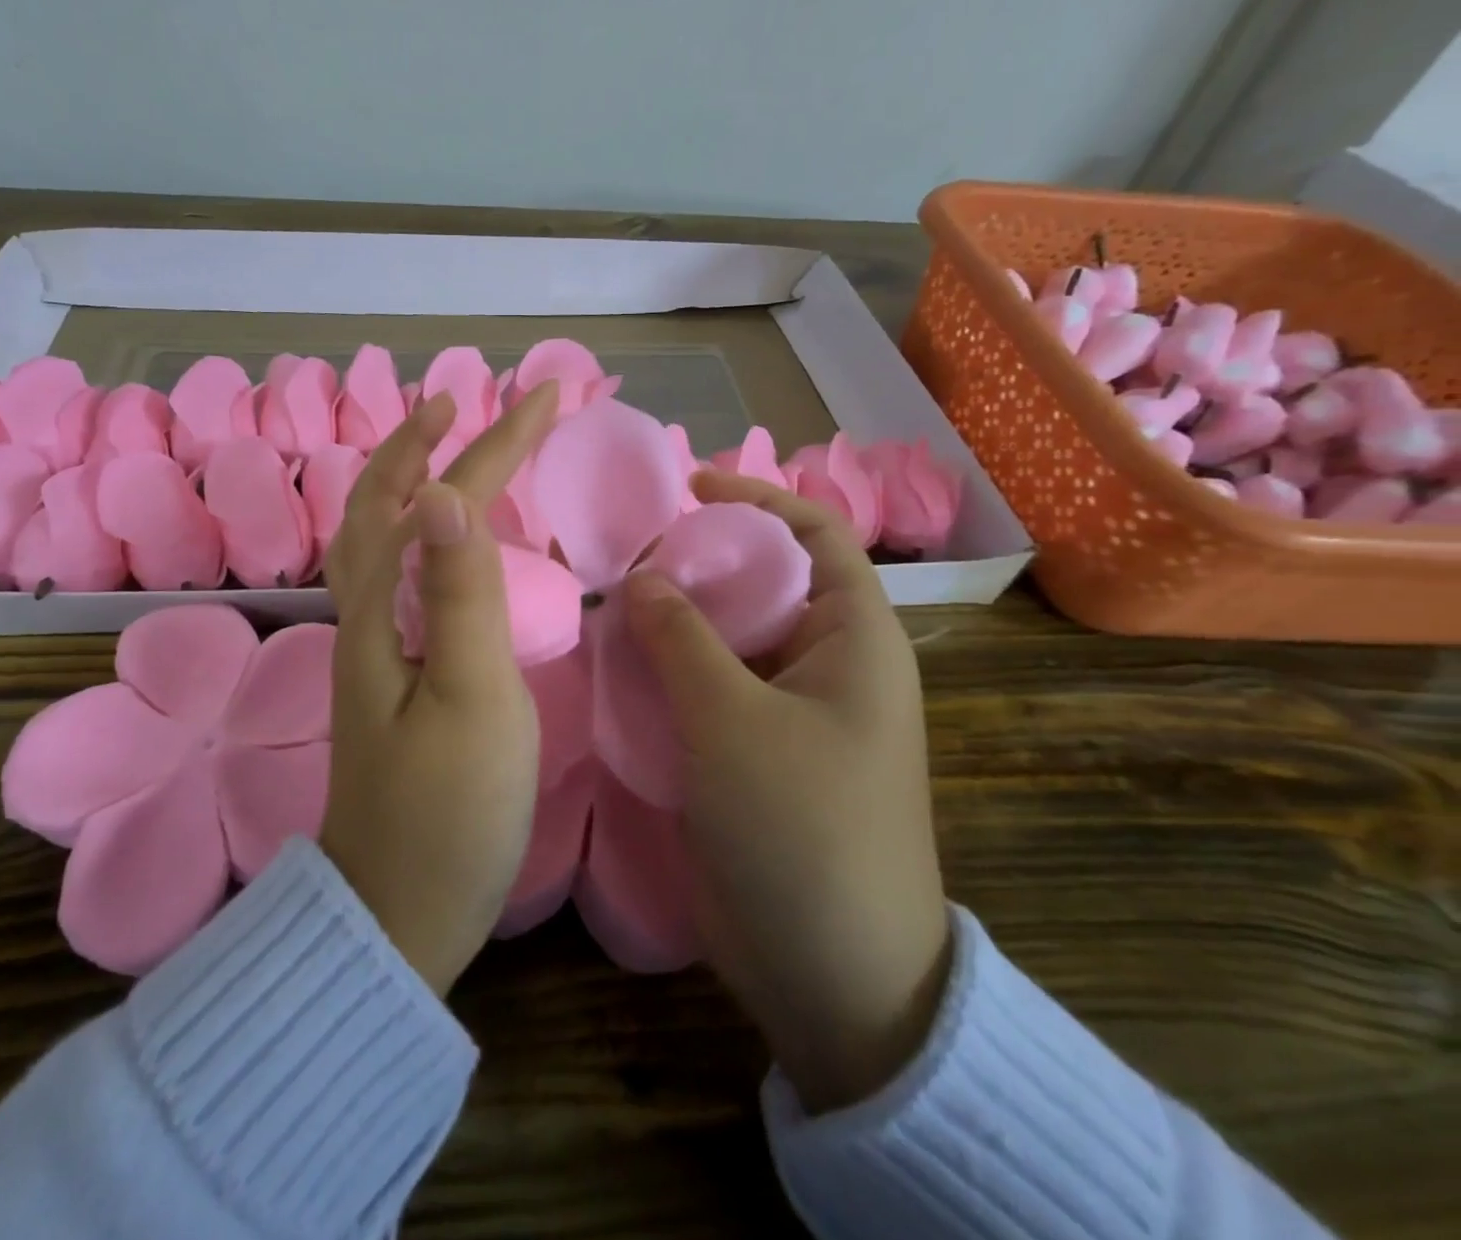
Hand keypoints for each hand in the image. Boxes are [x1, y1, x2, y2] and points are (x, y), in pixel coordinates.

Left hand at [321, 383, 559, 994]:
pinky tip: (441, 540)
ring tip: (447, 447)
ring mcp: (374, 645)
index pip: (441, 498)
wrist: (397, 912)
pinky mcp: (392, 673)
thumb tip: (443, 489)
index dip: (493, 440)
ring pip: (380, 535)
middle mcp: (367, 613)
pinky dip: (417, 531)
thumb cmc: (447, 812)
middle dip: (430, 441)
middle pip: (385, 503)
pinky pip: (397, 574)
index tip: (545, 394)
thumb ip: (460, 593)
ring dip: (411, 477)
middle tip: (468, 402)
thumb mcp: (469, 698)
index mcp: (384, 609)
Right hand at [624, 470, 951, 1111]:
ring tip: (610, 606)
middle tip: (626, 557)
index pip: (814, 534)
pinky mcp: (757, 751)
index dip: (756, 499)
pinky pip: (712, 688)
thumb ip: (682, 639)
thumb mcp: (732, 721)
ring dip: (676, 621)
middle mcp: (827, 664)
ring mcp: (791, 711)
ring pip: (729, 638)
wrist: (836, 976)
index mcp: (853, 639)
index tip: (687, 486)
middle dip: (698, 563)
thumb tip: (641, 575)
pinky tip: (619, 665)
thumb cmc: (801, 829)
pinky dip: (670, 670)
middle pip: (761, 583)